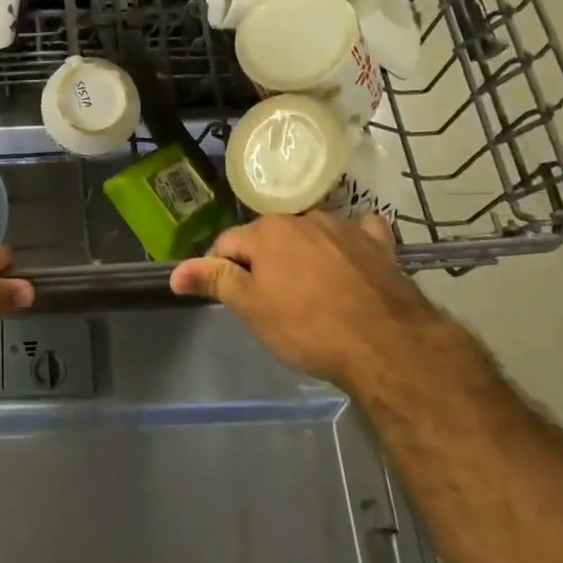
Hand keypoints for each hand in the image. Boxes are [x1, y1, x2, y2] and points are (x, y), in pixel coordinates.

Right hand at [170, 213, 439, 384]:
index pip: (227, 244)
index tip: (229, 298)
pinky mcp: (379, 245)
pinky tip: (351, 265)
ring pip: (310, 236)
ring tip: (309, 294)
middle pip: (269, 238)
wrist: (386, 345)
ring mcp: (344, 228)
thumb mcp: (251, 308)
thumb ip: (214, 281)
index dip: (220, 270)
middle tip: (268, 303)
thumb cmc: (307, 327)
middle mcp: (303, 218)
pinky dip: (348, 246)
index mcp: (267, 231)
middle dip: (262, 263)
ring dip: (302, 255)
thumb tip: (175, 271)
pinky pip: (357, 235)